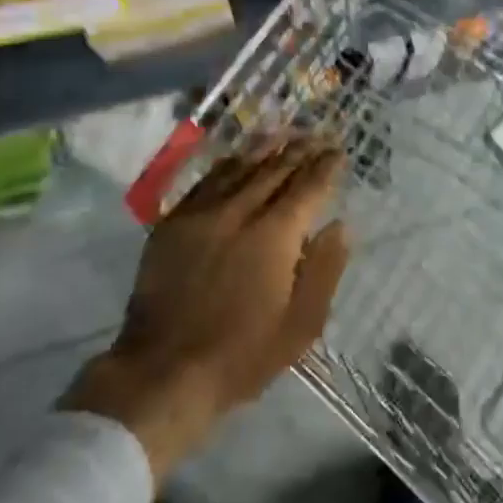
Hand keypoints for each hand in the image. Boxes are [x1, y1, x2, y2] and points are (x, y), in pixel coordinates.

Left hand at [64, 142, 350, 482]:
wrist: (162, 370)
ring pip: (239, 166)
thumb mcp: (300, 326)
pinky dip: (228, 164)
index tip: (338, 151)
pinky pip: (206, 180)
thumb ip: (324, 270)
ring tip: (284, 133)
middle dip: (300, 150)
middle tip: (317, 135)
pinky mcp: (173, 221)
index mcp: (274, 235)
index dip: (326, 167)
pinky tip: (236, 158)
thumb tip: (339, 226)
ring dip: (265, 148)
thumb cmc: (242, 355)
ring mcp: (201, 212)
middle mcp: (239, 210)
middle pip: (275, 169)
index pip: (307, 187)